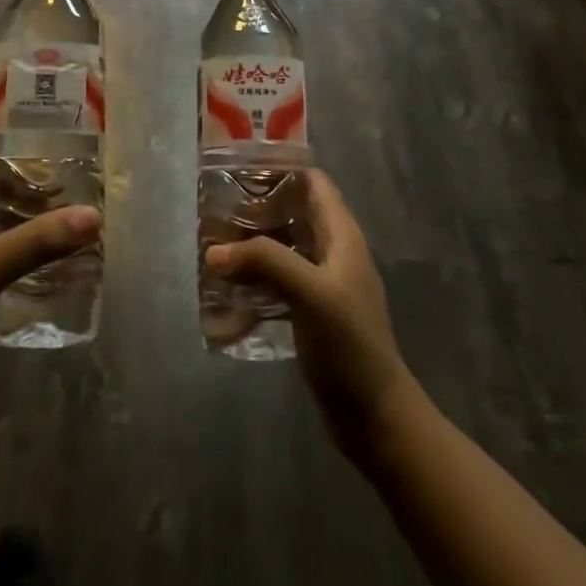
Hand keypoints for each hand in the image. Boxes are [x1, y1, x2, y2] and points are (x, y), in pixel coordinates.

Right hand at [203, 170, 411, 450]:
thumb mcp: (311, 294)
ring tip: (212, 248)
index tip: (240, 169)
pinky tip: (225, 293)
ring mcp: (321, 284)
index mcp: (342, 236)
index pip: (313, 183)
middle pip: (292, 214)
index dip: (281, 170)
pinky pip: (276, 283)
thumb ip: (265, 262)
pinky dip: (253, 281)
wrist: (374, 416)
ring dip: (250, 246)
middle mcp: (332, 253)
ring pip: (281, 248)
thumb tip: (214, 252)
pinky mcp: (310, 312)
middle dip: (255, 210)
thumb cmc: (350, 346)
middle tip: (215, 212)